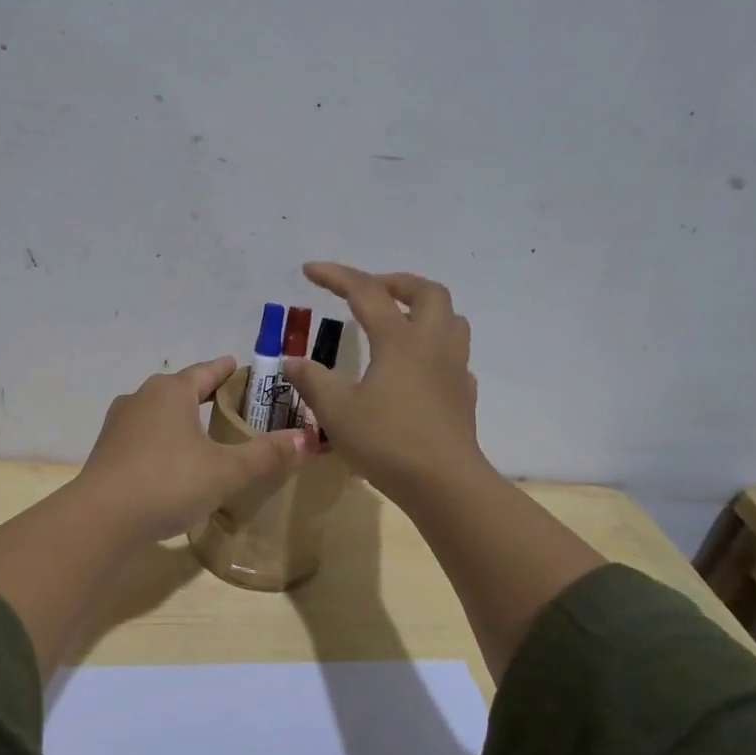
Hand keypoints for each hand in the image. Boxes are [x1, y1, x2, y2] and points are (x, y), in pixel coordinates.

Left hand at [76, 357, 314, 541]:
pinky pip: (143, 436)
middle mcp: (141, 397)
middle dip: (203, 394)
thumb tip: (308, 439)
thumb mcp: (226, 470)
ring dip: (180, 418)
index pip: (205, 372)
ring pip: (158, 412)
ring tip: (202, 431)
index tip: (238, 366)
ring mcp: (119, 424)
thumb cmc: (169, 481)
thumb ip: (266, 454)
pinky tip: (172, 461)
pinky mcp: (107, 450)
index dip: (225, 370)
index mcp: (171, 391)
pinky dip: (162, 440)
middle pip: (180, 389)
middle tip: (229, 402)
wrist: (102, 517)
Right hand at [282, 262, 486, 505]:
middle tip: (368, 291)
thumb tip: (292, 361)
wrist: (444, 484)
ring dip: (422, 308)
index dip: (336, 276)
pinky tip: (414, 367)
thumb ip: (313, 381)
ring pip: (449, 318)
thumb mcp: (336, 411)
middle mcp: (432, 344)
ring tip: (395, 320)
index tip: (309, 270)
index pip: (366, 292)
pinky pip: (453, 354)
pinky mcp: (462, 394)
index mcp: (399, 340)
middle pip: (426, 292)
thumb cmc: (387, 442)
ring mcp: (453, 368)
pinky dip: (432, 346)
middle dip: (395, 282)